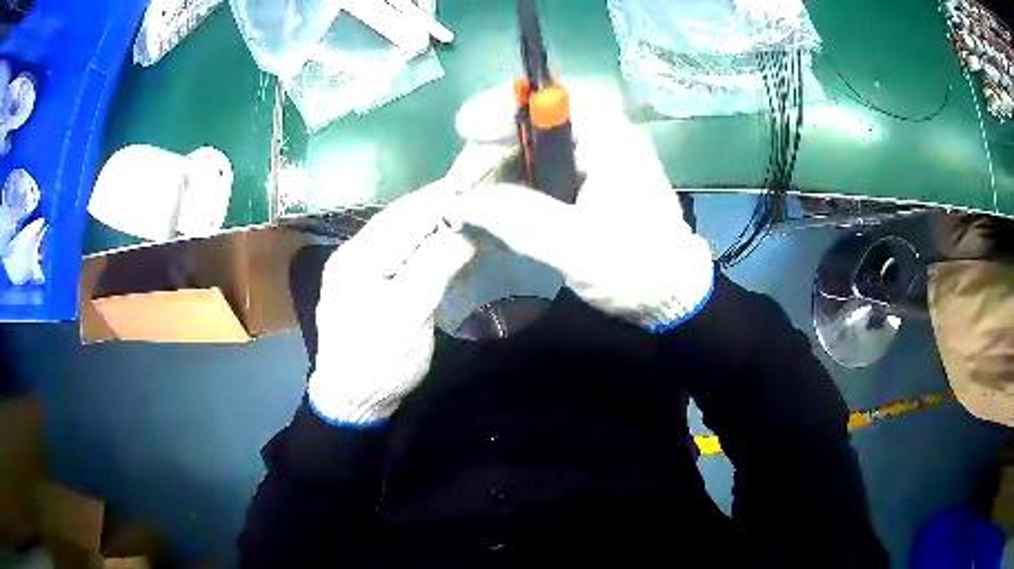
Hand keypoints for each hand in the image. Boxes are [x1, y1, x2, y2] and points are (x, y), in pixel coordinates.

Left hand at [307, 181, 474, 426]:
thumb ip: (432, 270)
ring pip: (397, 232)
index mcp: (357, 260)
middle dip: (434, 203)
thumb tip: (462, 233)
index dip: (438, 199)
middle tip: (473, 189)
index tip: (473, 183)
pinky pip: (396, 250)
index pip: (404, 218)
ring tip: (462, 206)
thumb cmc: (379, 363)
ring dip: (428, 217)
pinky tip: (439, 236)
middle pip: (398, 219)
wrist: (352, 399)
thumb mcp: (407, 319)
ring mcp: (356, 268)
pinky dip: (420, 238)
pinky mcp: (366, 283)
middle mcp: (352, 255)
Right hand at [446, 84, 714, 329]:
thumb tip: (465, 202)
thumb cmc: (636, 268)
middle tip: (460, 186)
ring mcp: (591, 158)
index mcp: (609, 139)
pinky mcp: (584, 180)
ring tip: (467, 202)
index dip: (505, 105)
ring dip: (495, 169)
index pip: (552, 97)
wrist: (669, 294)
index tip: (466, 128)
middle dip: (490, 148)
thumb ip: (519, 219)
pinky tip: (491, 208)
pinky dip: (510, 184)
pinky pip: (537, 169)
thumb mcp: (577, 247)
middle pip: (533, 122)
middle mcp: (600, 137)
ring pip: (531, 146)